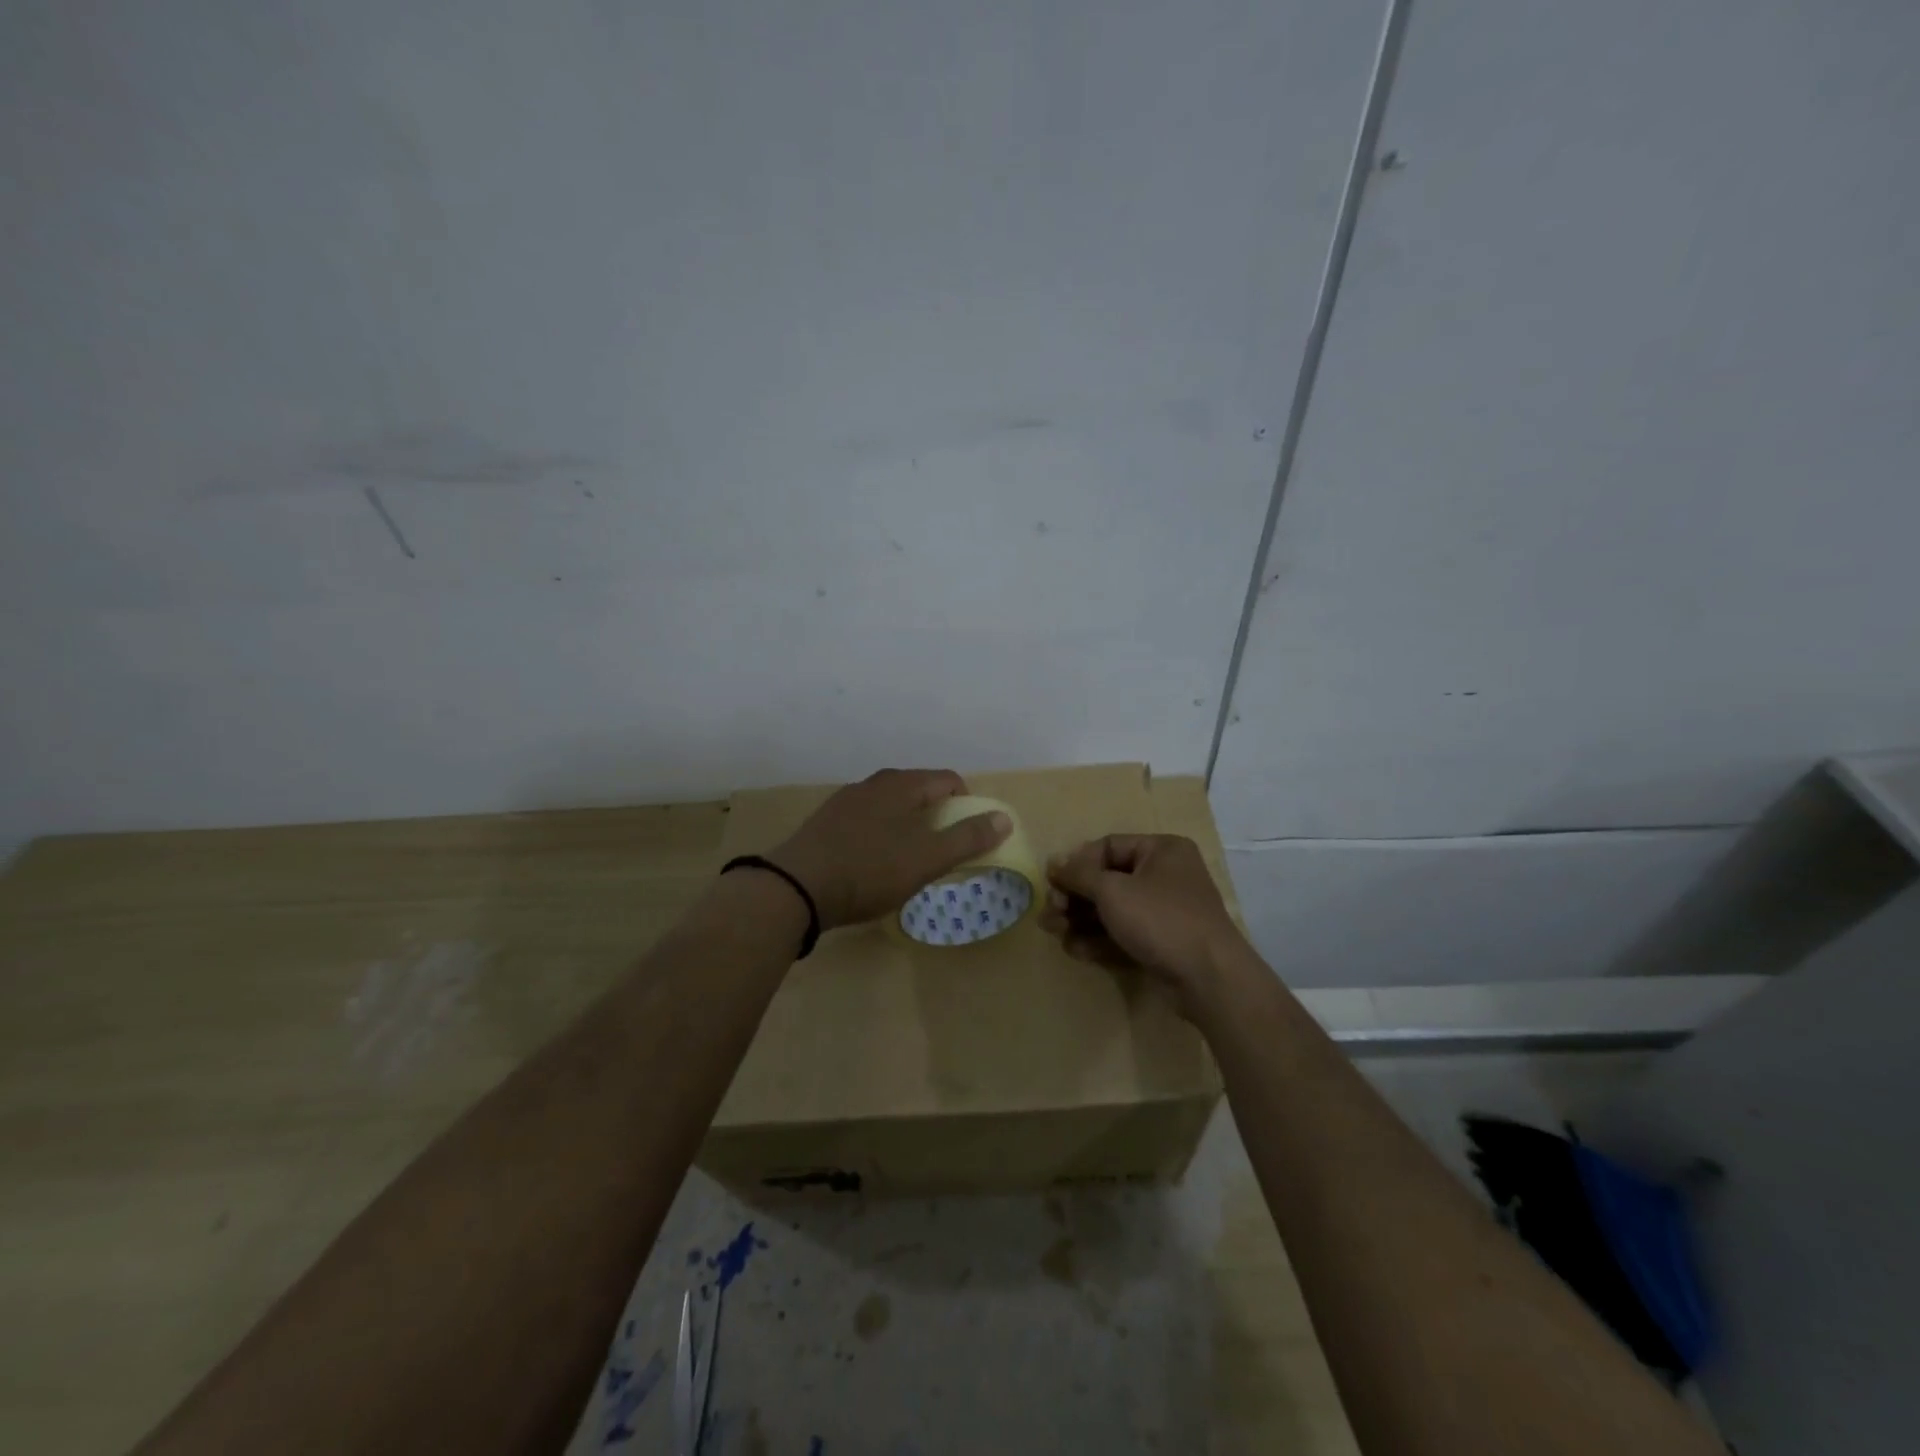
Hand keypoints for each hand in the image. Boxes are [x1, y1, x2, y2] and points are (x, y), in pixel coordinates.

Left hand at [770, 769, 1010, 930]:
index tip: (969, 836)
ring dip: (908, 826)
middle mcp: (874, 783)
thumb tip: (1004, 818)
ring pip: (891, 806)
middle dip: (937, 816)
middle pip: (919, 791)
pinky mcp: (826, 822)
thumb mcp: (926, 858)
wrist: (797, 887)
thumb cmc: (870, 870)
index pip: (948, 780)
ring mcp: (846, 801)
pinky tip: (874, 863)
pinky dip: (881, 835)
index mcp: (902, 784)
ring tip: (910, 860)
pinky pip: (867, 821)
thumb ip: (968, 838)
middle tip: (943, 850)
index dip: (967, 805)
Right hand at [1040, 834, 1244, 1001]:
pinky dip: (1098, 940)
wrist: (1209, 980)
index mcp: (1161, 850)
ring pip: (1112, 910)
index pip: (1108, 847)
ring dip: (1080, 920)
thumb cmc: (1160, 920)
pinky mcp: (1161, 944)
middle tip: (1050, 913)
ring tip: (1054, 933)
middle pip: (1107, 880)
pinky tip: (1076, 950)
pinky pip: (1123, 934)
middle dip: (1074, 897)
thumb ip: (1078, 874)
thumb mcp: (1112, 891)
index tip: (1052, 882)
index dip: (1077, 863)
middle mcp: (1164, 876)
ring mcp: (1164, 913)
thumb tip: (1053, 862)